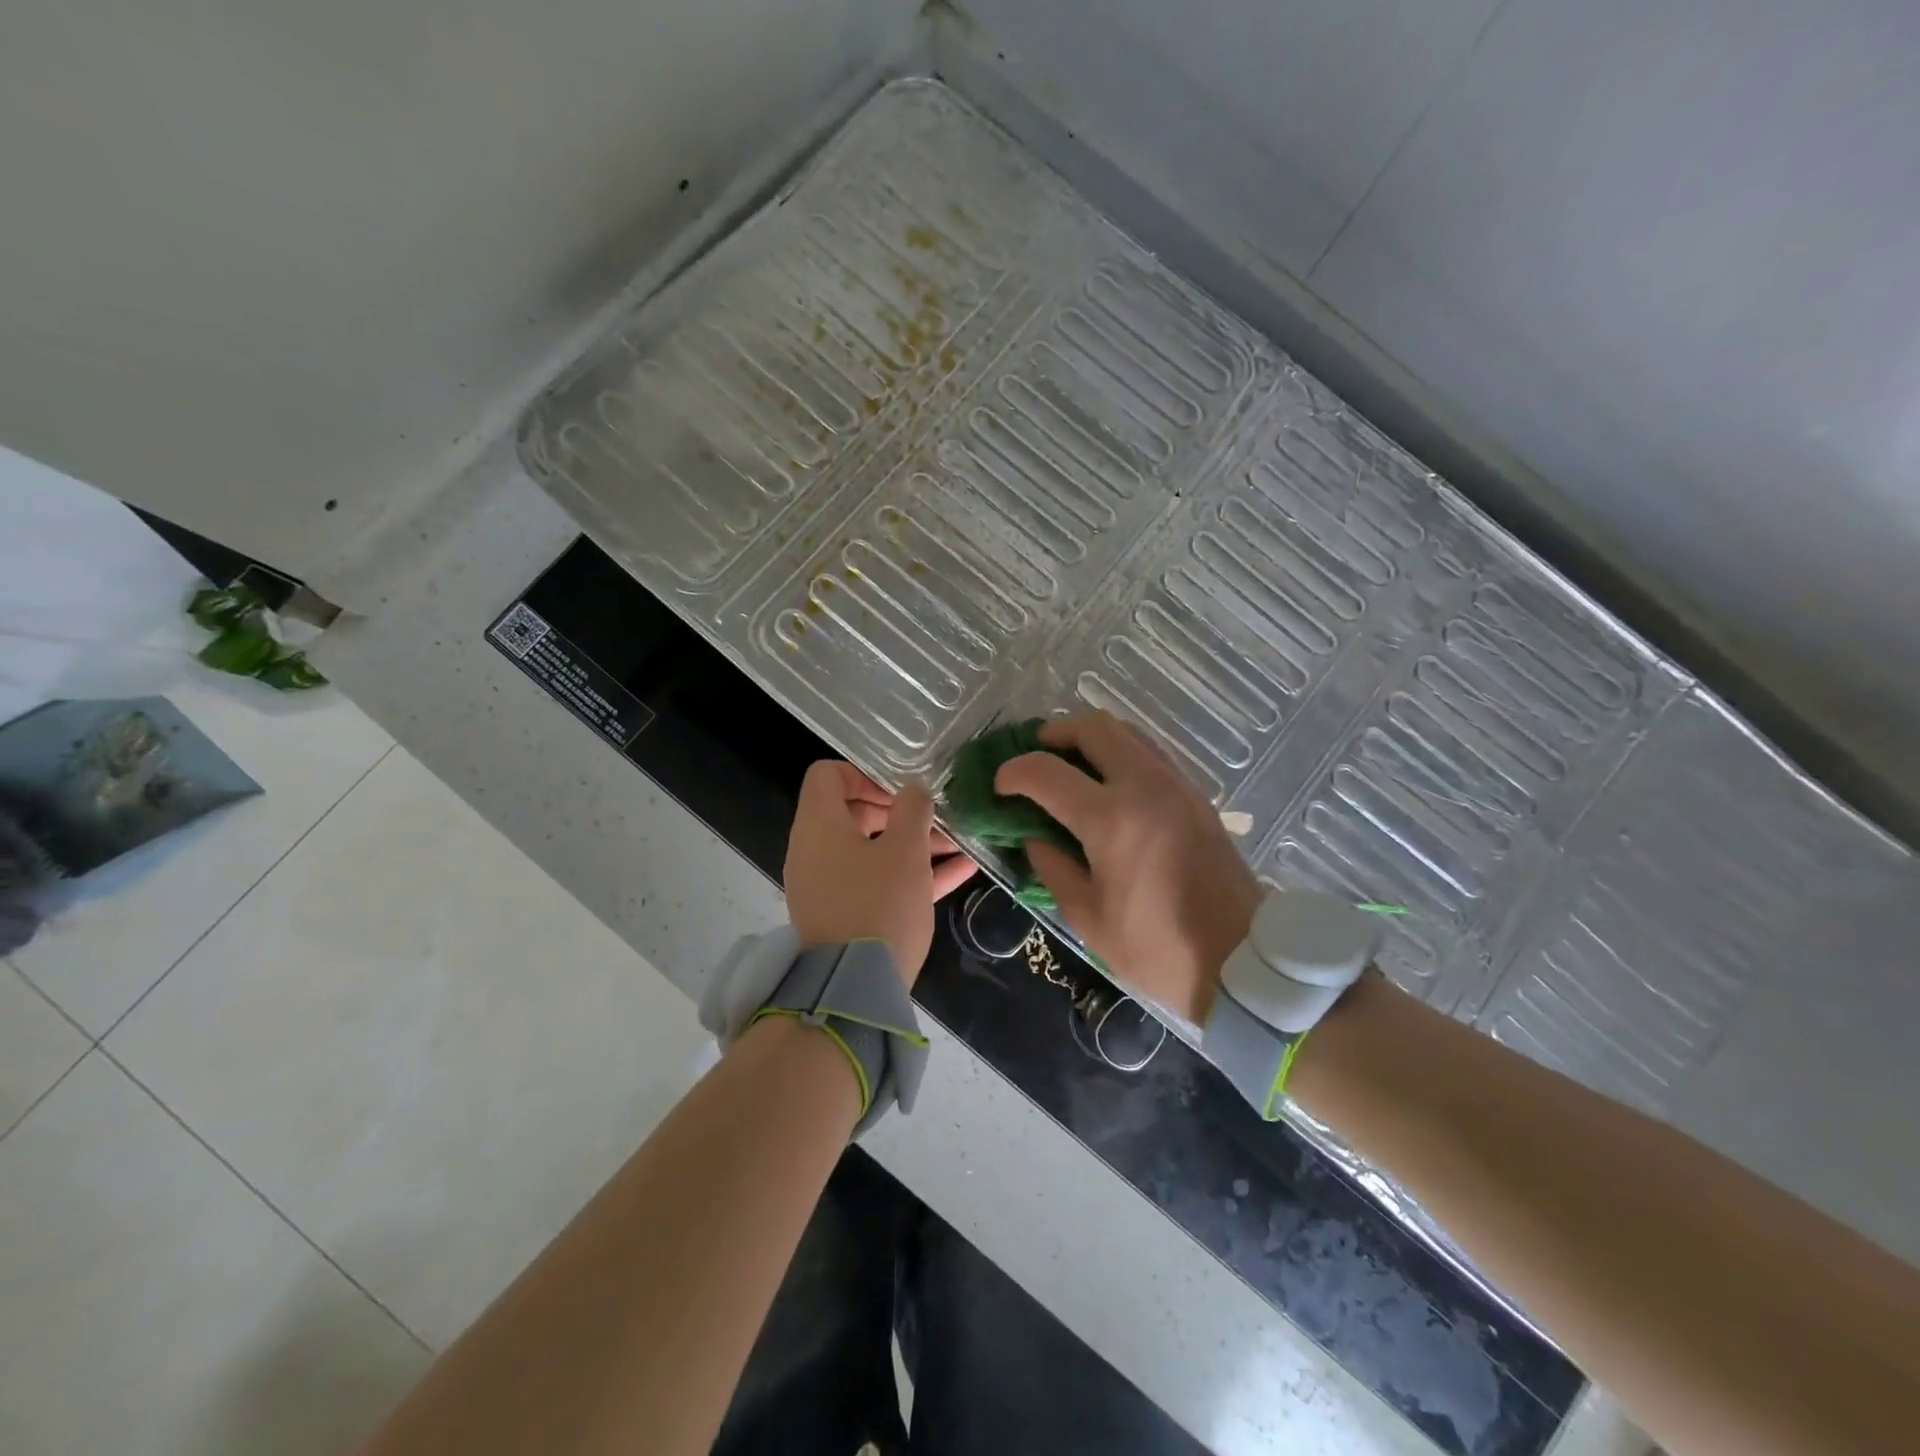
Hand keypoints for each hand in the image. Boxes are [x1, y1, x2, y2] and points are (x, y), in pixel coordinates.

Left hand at [784, 761, 976, 982]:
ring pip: (869, 850)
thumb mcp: (905, 851)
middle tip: (934, 820)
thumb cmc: (879, 905)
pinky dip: (908, 873)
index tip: (900, 792)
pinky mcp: (842, 915)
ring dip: (911, 844)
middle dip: (898, 812)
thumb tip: (913, 790)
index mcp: (819, 826)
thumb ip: (912, 810)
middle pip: (852, 813)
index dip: (865, 773)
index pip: (827, 775)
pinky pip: (874, 881)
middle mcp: (814, 851)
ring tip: (957, 844)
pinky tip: (959, 872)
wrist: (853, 991)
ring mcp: (826, 886)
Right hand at [994, 712, 1260, 1022]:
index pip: (1046, 772)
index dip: (1013, 773)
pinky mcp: (1196, 795)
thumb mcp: (1088, 918)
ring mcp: (1175, 785)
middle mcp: (1144, 786)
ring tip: (1070, 766)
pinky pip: (1150, 752)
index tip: (1000, 787)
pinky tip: (1109, 784)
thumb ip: (1053, 867)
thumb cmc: (1157, 947)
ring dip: (1090, 738)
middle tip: (1036, 757)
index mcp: (1110, 819)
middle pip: (1093, 727)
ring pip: (1127, 732)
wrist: (1242, 959)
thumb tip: (1035, 836)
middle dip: (1054, 734)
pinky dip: (1120, 753)